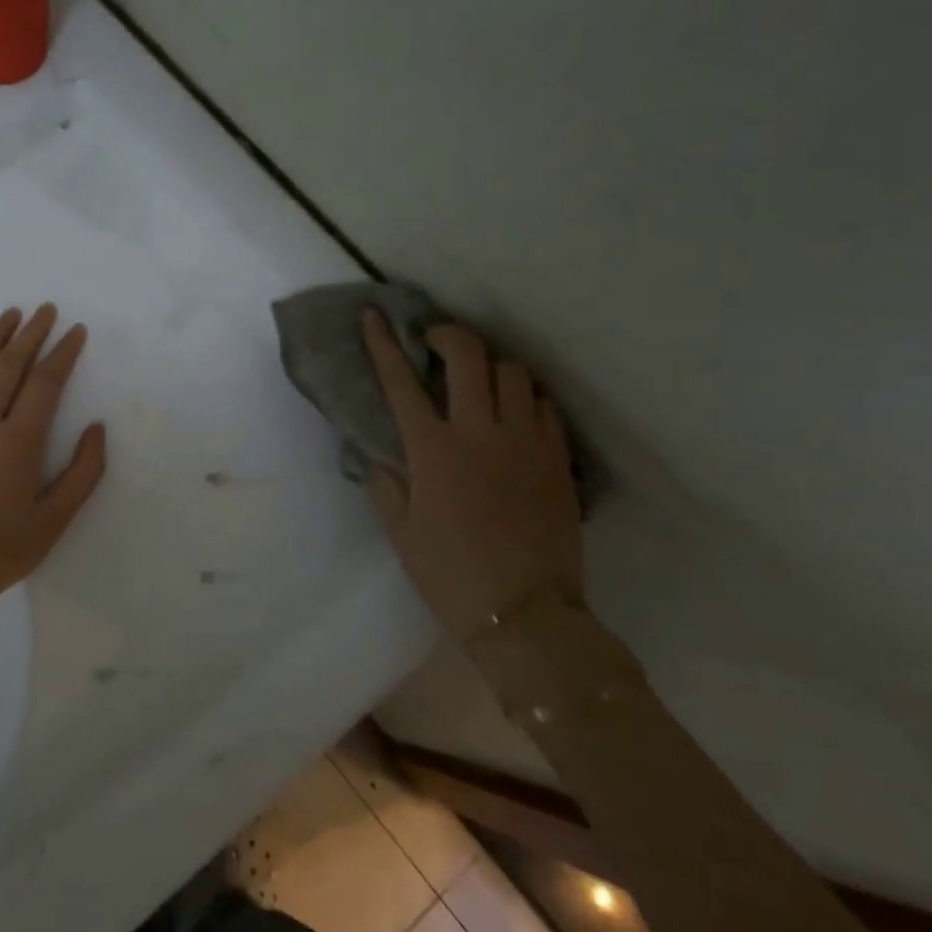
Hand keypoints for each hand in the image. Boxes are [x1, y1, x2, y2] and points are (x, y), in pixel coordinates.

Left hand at [0, 305, 106, 643]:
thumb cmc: (4, 550)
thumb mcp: (56, 519)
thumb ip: (83, 471)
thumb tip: (96, 427)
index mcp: (17, 443)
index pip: (44, 383)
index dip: (63, 353)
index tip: (76, 331)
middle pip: (9, 365)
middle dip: (31, 334)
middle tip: (47, 310)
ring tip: (11, 314)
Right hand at [361, 311, 582, 635]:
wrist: (525, 615)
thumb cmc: (450, 574)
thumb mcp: (400, 531)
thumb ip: (384, 482)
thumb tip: (375, 450)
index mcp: (432, 450)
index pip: (400, 381)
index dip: (383, 343)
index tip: (374, 316)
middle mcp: (480, 432)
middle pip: (468, 356)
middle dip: (447, 334)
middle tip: (435, 342)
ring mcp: (525, 442)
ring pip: (514, 373)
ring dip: (491, 365)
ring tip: (480, 380)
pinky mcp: (557, 458)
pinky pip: (543, 406)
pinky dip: (524, 397)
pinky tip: (515, 412)